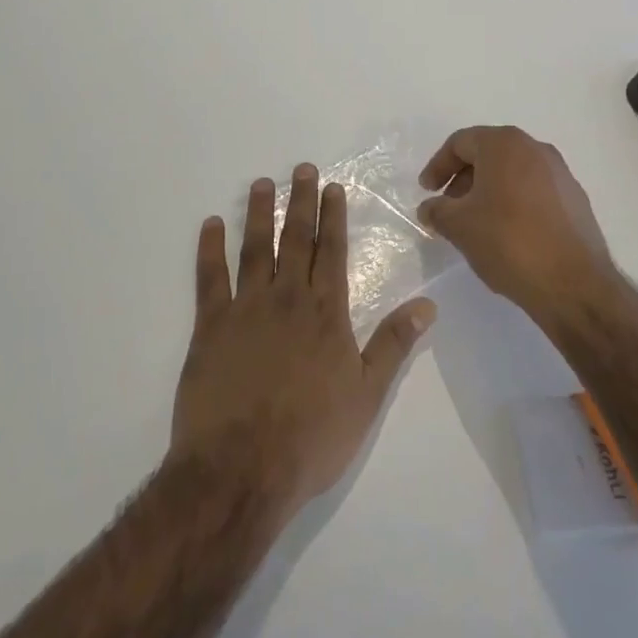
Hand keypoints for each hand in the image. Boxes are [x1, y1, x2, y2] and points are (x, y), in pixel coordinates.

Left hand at [171, 164, 436, 515]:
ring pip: (254, 248)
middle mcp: (288, 298)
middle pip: (296, 239)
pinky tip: (210, 225)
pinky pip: (210, 277)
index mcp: (326, 312)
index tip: (333, 188)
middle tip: (301, 169)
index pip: (333, 251)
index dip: (334, 217)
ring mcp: (246, 308)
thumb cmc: (311, 436)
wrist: (241, 468)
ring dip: (258, 213)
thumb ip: (393, 344)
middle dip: (301, 201)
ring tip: (260, 184)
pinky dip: (210, 249)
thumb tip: (428, 304)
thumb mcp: (367, 395)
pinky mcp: (210, 325)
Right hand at [417, 126, 618, 319]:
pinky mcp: (575, 199)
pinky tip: (507, 233)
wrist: (573, 283)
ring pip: (512, 172)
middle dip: (463, 178)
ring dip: (488, 191)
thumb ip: (437, 210)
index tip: (427, 191)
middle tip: (448, 207)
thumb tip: (430, 208)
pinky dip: (513, 202)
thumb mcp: (459, 226)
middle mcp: (535, 148)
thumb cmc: (508, 242)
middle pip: (488, 154)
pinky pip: (534, 190)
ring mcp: (560, 173)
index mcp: (504, 144)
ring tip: (475, 223)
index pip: (461, 142)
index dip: (438, 166)